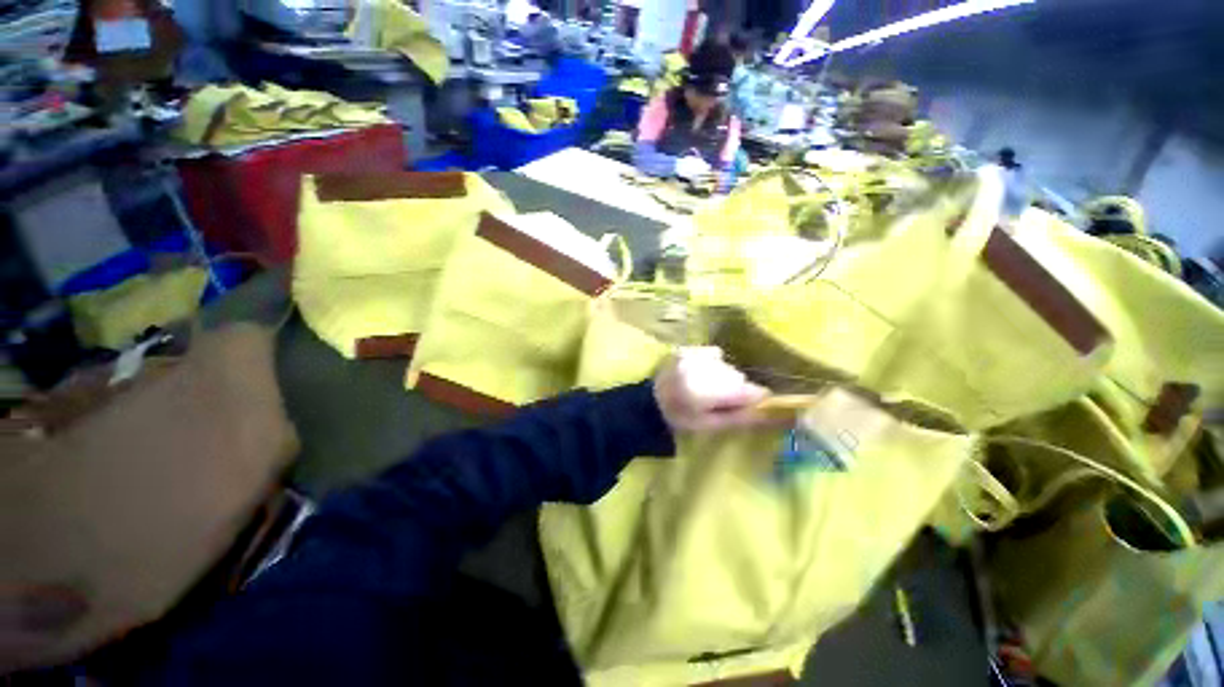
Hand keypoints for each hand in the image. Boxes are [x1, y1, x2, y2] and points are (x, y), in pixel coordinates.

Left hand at [653, 347, 772, 432]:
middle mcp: (699, 370)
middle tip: (719, 399)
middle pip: (736, 377)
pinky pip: (714, 354)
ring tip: (706, 387)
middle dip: (735, 389)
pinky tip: (701, 374)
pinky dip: (714, 363)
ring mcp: (692, 356)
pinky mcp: (688, 349)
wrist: (651, 402)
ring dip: (723, 376)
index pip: (745, 390)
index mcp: (704, 393)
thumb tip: (770, 411)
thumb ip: (739, 417)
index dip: (755, 397)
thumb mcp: (710, 425)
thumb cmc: (681, 419)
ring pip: (726, 365)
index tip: (755, 403)